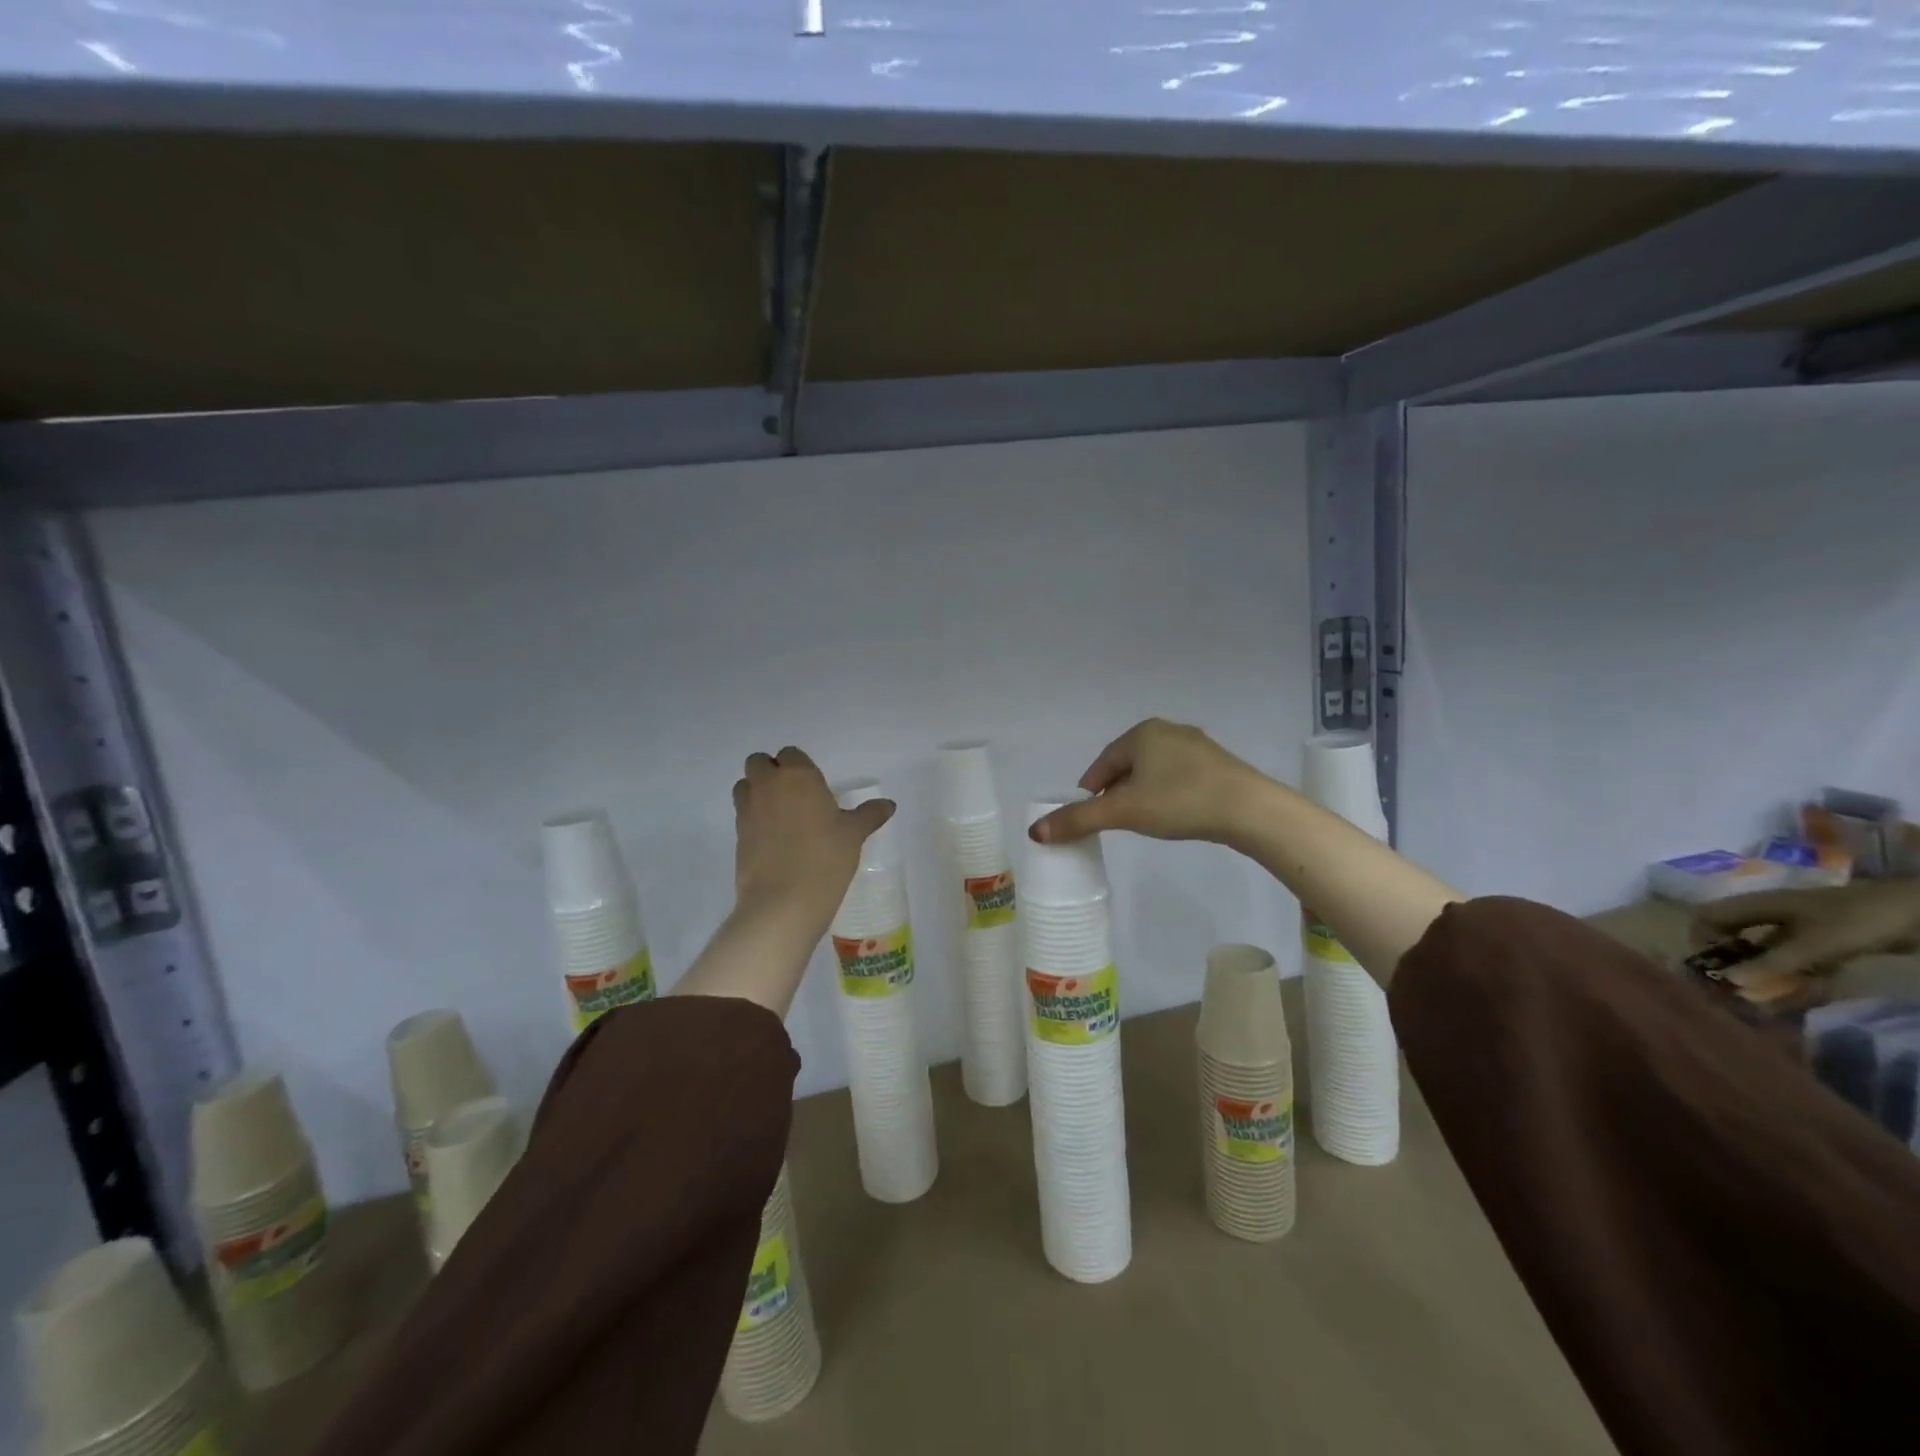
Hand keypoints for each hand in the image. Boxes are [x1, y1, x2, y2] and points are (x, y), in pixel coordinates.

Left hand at [733, 747, 894, 925]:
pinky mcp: (736, 835)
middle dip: (772, 772)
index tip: (814, 786)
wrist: (783, 902)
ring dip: (757, 791)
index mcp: (798, 776)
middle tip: (794, 796)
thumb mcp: (854, 835)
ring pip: (745, 786)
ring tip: (780, 815)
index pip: (791, 754)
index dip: (800, 766)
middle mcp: (768, 785)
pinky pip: (742, 814)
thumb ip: (869, 815)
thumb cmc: (825, 858)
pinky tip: (774, 839)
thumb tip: (888, 804)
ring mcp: (747, 810)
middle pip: (759, 763)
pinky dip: (754, 818)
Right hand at [1029, 719, 1266, 846]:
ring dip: (1141, 793)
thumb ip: (1079, 820)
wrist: (1249, 809)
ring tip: (1141, 821)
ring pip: (1153, 771)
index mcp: (1142, 733)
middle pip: (1127, 765)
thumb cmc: (1180, 801)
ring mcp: (1196, 746)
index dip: (1090, 791)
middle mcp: (1168, 731)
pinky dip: (1166, 794)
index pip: (1103, 762)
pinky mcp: (1217, 765)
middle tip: (1113, 821)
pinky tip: (1173, 814)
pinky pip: (1178, 777)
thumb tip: (1035, 832)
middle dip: (1115, 792)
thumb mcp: (1123, 812)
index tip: (1087, 815)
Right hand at [1692, 879, 1919, 981]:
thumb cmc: (1854, 920)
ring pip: (1766, 950)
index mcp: (1755, 905)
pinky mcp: (1821, 940)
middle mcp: (1768, 913)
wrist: (1914, 912)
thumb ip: (1772, 963)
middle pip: (1734, 935)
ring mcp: (1797, 927)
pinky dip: (1794, 975)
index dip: (1702, 939)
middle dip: (1733, 962)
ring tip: (1769, 999)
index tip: (1712, 965)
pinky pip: (1796, 958)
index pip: (1708, 917)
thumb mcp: (1813, 944)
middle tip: (1738, 988)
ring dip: (1765, 973)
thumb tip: (1729, 980)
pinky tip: (1801, 993)